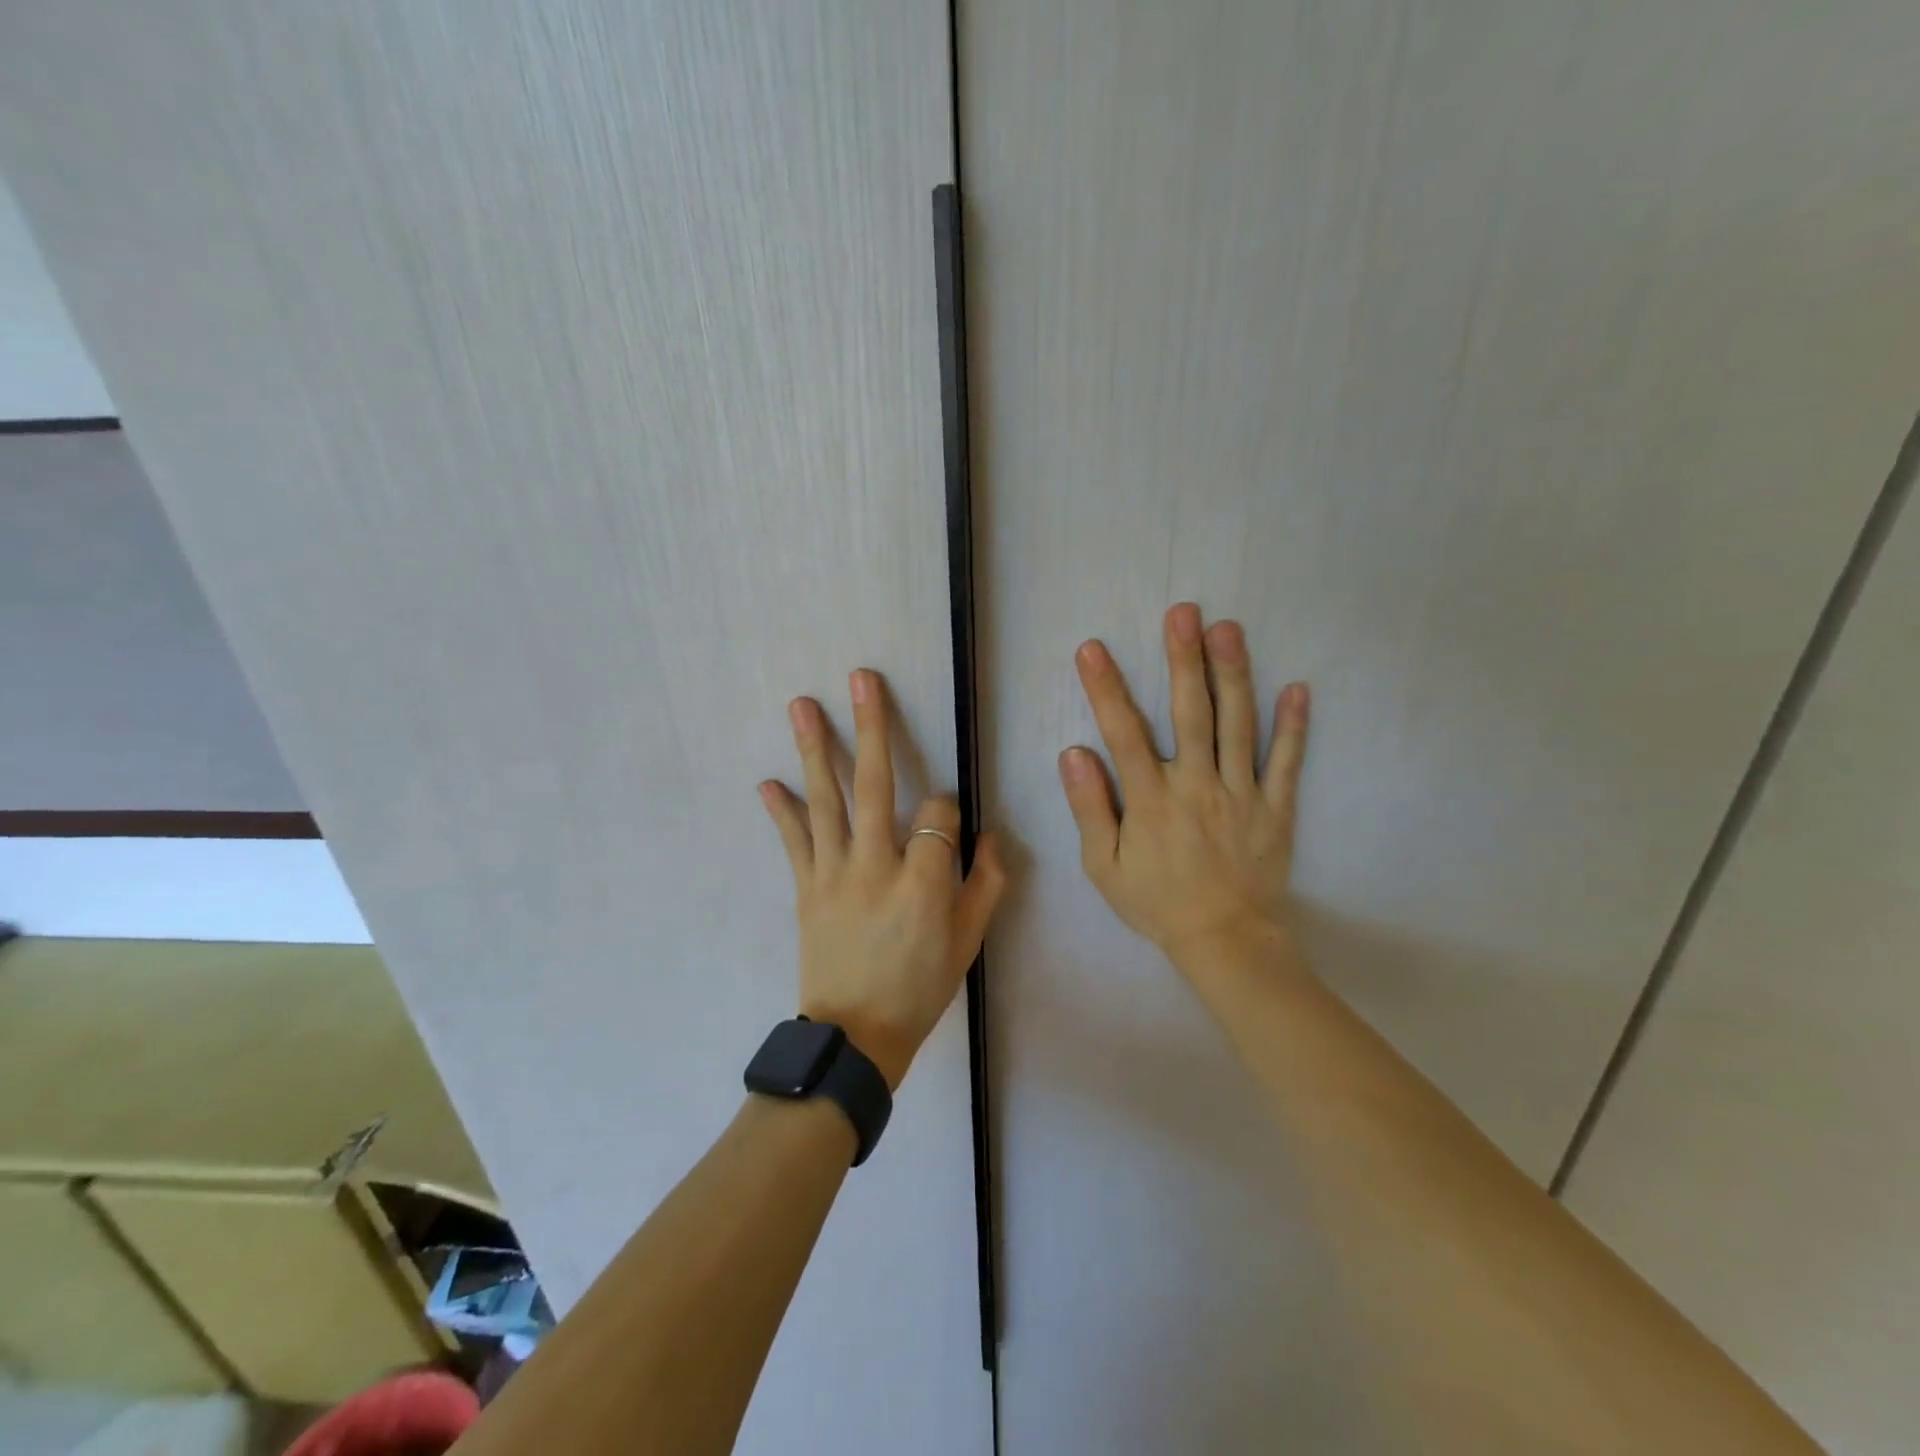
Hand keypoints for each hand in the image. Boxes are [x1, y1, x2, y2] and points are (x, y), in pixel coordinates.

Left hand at [761, 669, 1006, 1088]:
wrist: (856, 1037)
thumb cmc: (920, 988)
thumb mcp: (969, 942)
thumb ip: (986, 884)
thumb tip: (992, 835)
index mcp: (923, 880)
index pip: (938, 813)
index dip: (945, 807)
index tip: (944, 822)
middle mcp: (876, 865)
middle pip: (874, 784)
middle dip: (870, 727)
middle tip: (860, 680)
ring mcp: (834, 874)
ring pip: (826, 801)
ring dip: (814, 749)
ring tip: (801, 705)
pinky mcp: (806, 888)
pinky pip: (793, 843)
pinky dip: (781, 811)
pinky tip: (767, 781)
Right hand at [1058, 603, 1309, 969]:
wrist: (1226, 941)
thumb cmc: (1157, 902)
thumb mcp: (1105, 867)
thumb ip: (1090, 808)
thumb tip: (1073, 753)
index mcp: (1152, 800)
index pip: (1124, 733)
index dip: (1106, 689)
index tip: (1093, 650)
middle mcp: (1197, 786)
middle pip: (1190, 713)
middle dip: (1184, 660)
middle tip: (1183, 612)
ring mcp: (1242, 793)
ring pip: (1239, 725)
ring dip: (1233, 674)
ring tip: (1229, 629)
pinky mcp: (1276, 807)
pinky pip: (1287, 762)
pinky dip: (1294, 726)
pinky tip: (1298, 687)